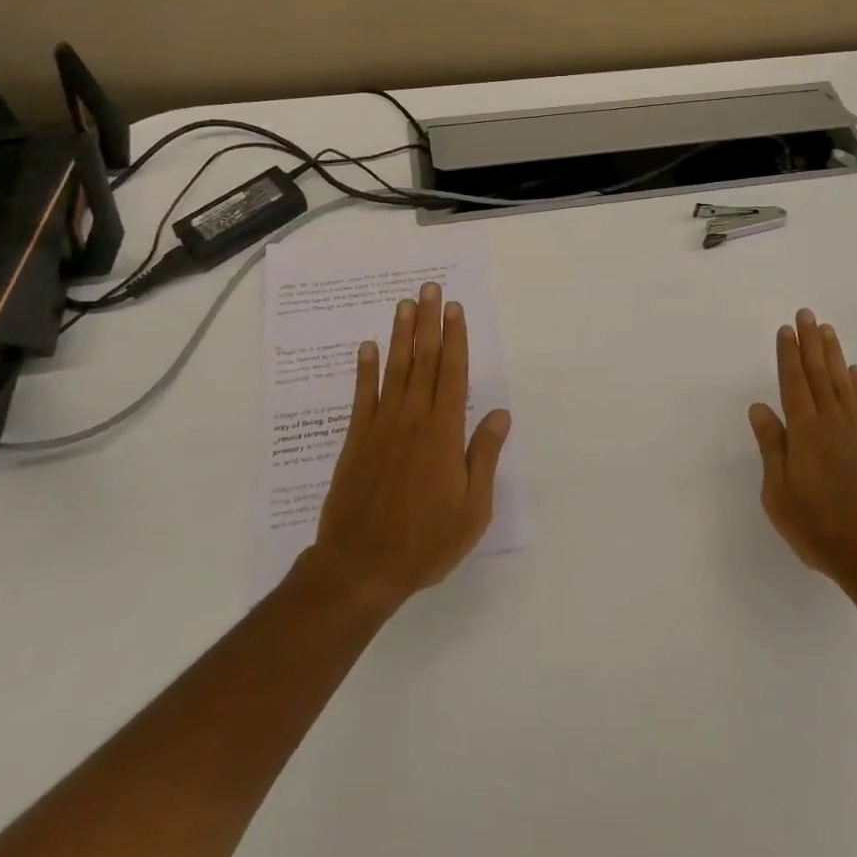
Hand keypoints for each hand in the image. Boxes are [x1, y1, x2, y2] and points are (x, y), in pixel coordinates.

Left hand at [310, 282, 510, 612]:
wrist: (360, 568)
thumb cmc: (425, 541)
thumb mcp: (472, 508)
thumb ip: (484, 456)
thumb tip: (500, 414)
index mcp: (444, 432)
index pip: (453, 373)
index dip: (455, 338)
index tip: (455, 309)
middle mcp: (412, 419)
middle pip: (423, 361)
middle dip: (429, 322)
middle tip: (430, 289)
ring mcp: (380, 427)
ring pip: (394, 370)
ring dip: (400, 335)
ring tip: (405, 304)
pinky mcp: (356, 441)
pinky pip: (362, 396)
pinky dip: (365, 370)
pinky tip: (367, 348)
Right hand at [748, 308, 856, 592]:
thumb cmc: (818, 527)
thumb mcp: (779, 494)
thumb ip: (772, 447)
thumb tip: (759, 407)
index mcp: (805, 432)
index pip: (793, 383)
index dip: (788, 355)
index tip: (786, 329)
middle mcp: (832, 423)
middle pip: (818, 374)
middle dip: (810, 343)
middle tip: (806, 314)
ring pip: (843, 383)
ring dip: (833, 355)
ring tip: (827, 331)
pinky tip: (855, 371)